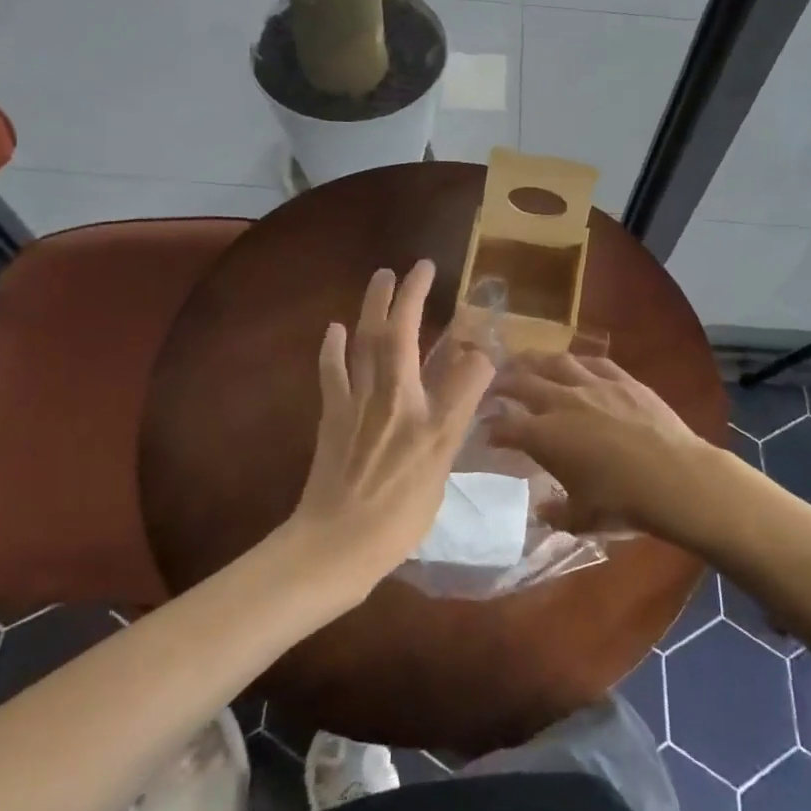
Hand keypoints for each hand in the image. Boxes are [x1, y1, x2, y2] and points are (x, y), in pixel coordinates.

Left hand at [284, 260, 495, 595]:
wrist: (338, 543)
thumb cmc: (399, 512)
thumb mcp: (441, 464)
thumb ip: (460, 410)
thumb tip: (478, 363)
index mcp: (421, 409)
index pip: (448, 358)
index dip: (458, 331)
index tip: (465, 308)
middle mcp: (388, 395)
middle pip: (396, 333)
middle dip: (407, 295)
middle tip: (417, 267)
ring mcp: (356, 403)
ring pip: (364, 341)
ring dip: (373, 305)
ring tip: (381, 277)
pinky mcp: (333, 416)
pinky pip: (333, 371)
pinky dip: (334, 347)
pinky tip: (335, 328)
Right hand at [485, 353, 750, 549]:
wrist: (676, 478)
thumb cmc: (624, 503)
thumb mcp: (583, 519)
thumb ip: (557, 515)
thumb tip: (542, 511)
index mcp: (545, 436)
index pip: (506, 425)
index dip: (492, 427)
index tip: (486, 430)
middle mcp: (562, 402)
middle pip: (522, 383)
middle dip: (502, 383)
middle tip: (492, 385)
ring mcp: (594, 385)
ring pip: (555, 362)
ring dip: (534, 360)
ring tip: (524, 361)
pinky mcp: (623, 379)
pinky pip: (594, 362)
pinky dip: (577, 362)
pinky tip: (573, 364)